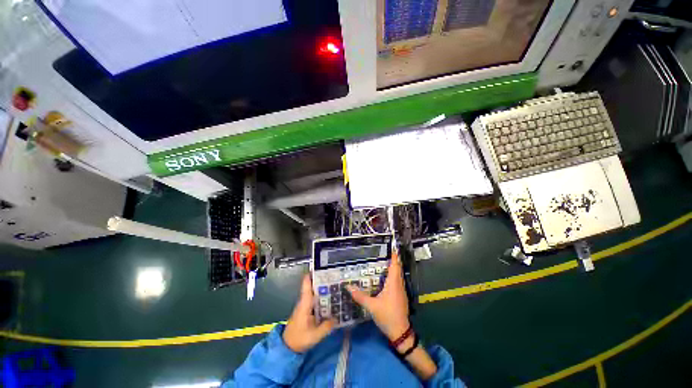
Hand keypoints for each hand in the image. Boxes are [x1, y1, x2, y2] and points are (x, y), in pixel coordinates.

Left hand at [283, 274, 335, 352]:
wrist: (287, 347)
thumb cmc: (299, 339)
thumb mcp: (314, 336)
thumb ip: (326, 326)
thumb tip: (338, 317)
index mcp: (304, 304)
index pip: (306, 284)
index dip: (312, 274)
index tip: (322, 268)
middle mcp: (305, 301)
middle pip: (313, 286)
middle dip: (323, 280)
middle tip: (337, 276)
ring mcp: (306, 305)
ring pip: (315, 292)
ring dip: (324, 288)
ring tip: (337, 284)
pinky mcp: (307, 310)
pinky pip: (316, 299)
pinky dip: (323, 296)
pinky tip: (332, 298)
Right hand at [347, 252, 409, 341]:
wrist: (400, 332)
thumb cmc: (387, 316)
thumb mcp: (372, 306)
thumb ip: (360, 296)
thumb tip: (348, 287)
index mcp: (393, 284)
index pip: (395, 266)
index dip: (394, 257)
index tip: (392, 248)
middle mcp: (399, 285)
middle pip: (398, 269)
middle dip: (394, 260)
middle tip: (387, 253)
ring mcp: (401, 291)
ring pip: (399, 276)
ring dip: (394, 268)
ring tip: (387, 262)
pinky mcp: (401, 297)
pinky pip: (398, 282)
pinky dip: (394, 276)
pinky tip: (388, 278)